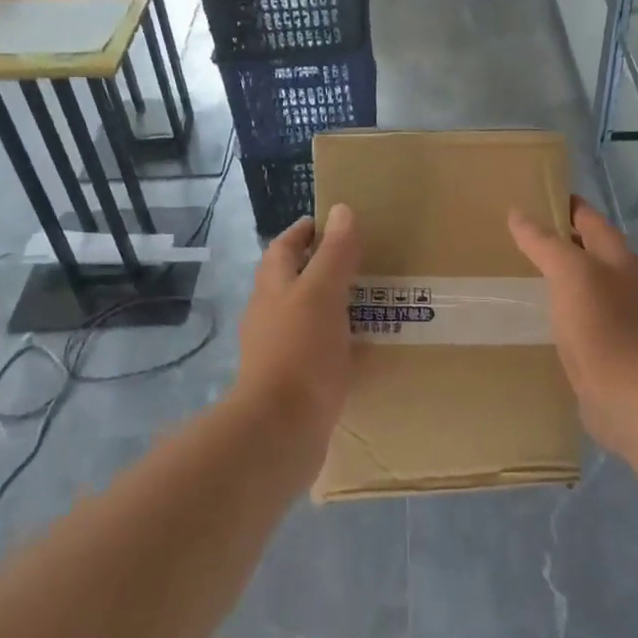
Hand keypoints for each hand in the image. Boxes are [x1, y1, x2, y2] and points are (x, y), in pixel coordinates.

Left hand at [235, 205, 361, 440]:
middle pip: (292, 280)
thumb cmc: (301, 351)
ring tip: (367, 300)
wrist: (282, 427)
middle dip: (320, 266)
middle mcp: (269, 314)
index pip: (284, 247)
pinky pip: (316, 347)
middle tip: (360, 261)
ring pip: (305, 314)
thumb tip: (341, 210)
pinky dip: (336, 338)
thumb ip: (334, 253)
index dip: (305, 231)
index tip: (332, 223)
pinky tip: (360, 345)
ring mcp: (278, 349)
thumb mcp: (322, 293)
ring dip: (331, 304)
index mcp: (273, 288)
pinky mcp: (293, 379)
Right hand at [508, 197, 637, 452]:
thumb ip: (545, 242)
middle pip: (586, 250)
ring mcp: (612, 314)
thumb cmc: (601, 323)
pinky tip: (532, 314)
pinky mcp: (600, 345)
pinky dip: (555, 307)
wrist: (627, 392)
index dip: (564, 204)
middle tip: (514, 235)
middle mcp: (619, 281)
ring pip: (580, 284)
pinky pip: (574, 316)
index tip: (530, 197)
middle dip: (556, 239)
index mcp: (616, 256)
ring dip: (555, 275)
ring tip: (516, 271)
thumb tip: (518, 213)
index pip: (588, 217)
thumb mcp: (570, 272)